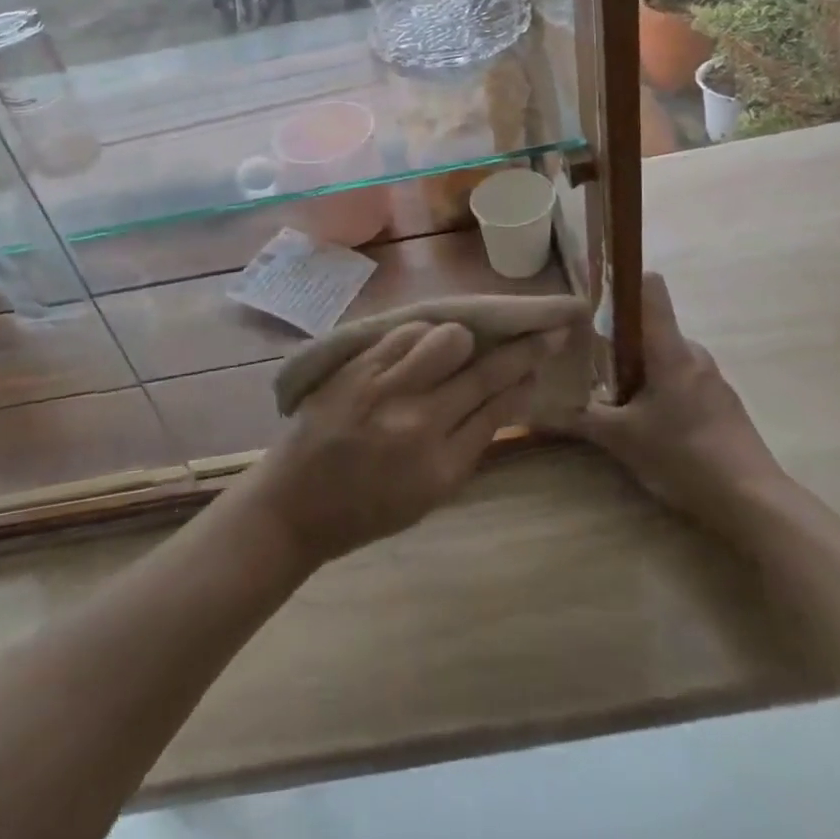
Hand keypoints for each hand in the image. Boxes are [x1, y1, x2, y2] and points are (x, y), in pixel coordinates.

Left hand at [235, 320, 546, 569]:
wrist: (294, 504)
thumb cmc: (367, 509)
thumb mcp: (430, 494)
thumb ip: (469, 443)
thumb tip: (508, 394)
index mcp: (441, 468)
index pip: (498, 407)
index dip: (526, 376)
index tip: (545, 353)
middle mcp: (418, 424)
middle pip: (484, 371)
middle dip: (522, 347)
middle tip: (544, 329)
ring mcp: (385, 390)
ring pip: (448, 339)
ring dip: (463, 340)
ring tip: (457, 349)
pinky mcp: (358, 367)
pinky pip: (407, 333)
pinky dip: (423, 336)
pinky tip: (421, 346)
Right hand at [562, 273, 782, 520]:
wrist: (755, 503)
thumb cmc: (684, 457)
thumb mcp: (622, 440)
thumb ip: (581, 418)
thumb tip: (537, 409)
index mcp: (670, 349)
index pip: (649, 288)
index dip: (621, 281)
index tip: (594, 294)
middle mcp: (693, 353)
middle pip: (651, 327)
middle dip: (620, 340)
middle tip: (591, 365)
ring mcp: (712, 378)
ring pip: (666, 357)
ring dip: (641, 370)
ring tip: (618, 402)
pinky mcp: (723, 403)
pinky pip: (683, 380)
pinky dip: (662, 391)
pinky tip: (652, 426)